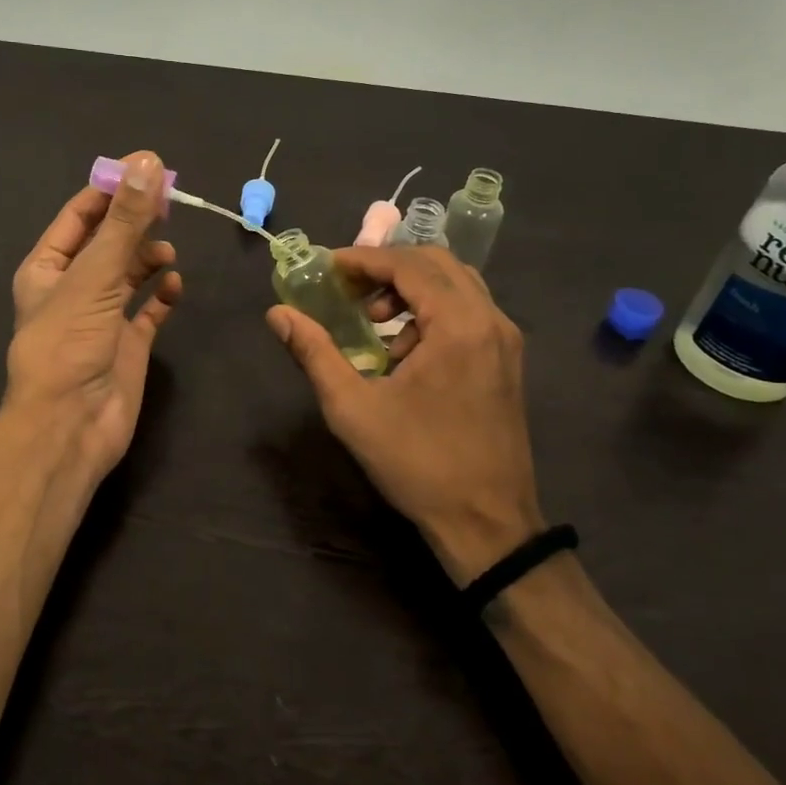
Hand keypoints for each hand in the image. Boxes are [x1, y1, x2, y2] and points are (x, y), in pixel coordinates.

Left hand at [6, 151, 182, 487]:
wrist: (71, 425)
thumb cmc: (69, 343)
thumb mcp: (94, 275)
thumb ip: (124, 222)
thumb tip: (146, 162)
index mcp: (48, 267)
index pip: (79, 216)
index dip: (111, 190)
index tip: (147, 168)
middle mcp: (73, 288)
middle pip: (108, 242)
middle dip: (135, 222)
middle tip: (170, 203)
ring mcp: (102, 317)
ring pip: (129, 274)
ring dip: (148, 258)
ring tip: (167, 252)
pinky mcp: (128, 343)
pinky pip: (149, 309)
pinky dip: (162, 295)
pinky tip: (173, 287)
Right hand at [267, 245, 541, 585]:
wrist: (487, 524)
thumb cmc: (417, 463)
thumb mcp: (352, 408)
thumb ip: (314, 353)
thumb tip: (277, 314)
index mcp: (458, 324)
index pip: (409, 264)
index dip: (363, 260)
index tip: (327, 269)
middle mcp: (490, 320)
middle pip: (437, 263)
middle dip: (387, 268)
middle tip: (348, 290)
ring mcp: (505, 340)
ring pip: (456, 284)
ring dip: (411, 288)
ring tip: (374, 323)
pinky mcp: (507, 359)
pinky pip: (469, 310)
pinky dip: (432, 310)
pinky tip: (406, 351)